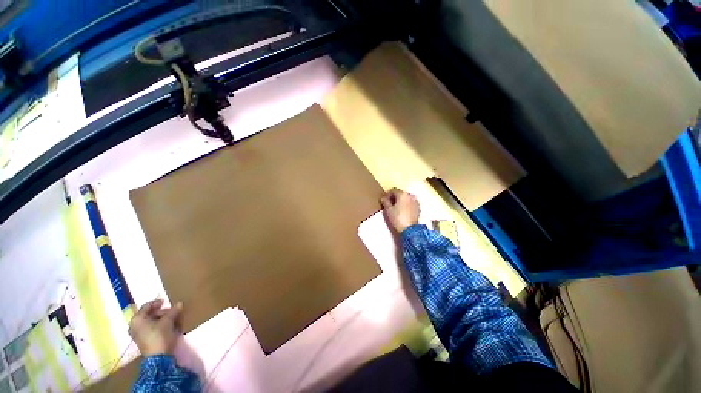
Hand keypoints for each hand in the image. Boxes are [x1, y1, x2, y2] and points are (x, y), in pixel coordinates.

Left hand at [128, 299, 182, 356]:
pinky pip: (152, 329)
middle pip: (149, 315)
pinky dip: (161, 326)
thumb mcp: (168, 321)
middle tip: (173, 312)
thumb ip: (173, 311)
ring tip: (174, 319)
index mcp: (137, 319)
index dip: (157, 303)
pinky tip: (170, 327)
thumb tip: (179, 304)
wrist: (158, 357)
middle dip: (162, 312)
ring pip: (152, 322)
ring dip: (163, 319)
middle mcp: (135, 326)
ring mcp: (139, 334)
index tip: (166, 302)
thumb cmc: (160, 336)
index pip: (146, 307)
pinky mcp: (144, 341)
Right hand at [380, 188, 419, 233]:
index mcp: (402, 194)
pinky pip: (410, 203)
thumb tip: (383, 198)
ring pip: (406, 198)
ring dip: (401, 201)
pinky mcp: (418, 207)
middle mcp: (410, 195)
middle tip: (390, 205)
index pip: (393, 190)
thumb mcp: (388, 210)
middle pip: (400, 193)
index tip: (385, 201)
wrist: (410, 229)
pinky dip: (406, 204)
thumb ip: (385, 202)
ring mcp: (415, 201)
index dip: (388, 195)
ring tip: (396, 208)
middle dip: (395, 197)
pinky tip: (403, 211)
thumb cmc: (397, 218)